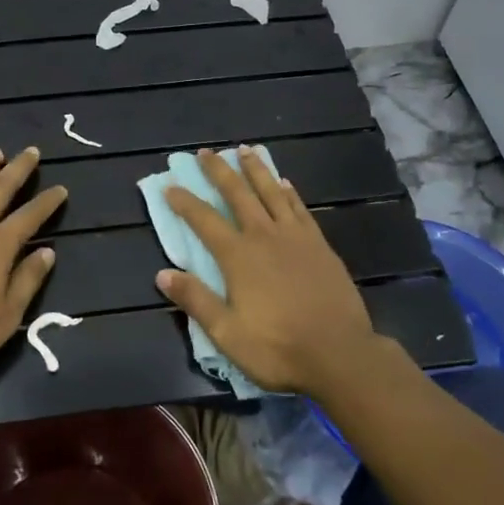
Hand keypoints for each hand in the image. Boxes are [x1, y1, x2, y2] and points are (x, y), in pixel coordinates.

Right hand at [155, 149, 381, 396]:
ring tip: (244, 150)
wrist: (341, 354)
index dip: (184, 202)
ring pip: (271, 192)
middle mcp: (264, 236)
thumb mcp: (227, 333)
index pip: (204, 220)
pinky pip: (300, 208)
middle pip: (237, 194)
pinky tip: (284, 182)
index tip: (170, 185)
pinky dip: (289, 192)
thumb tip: (162, 274)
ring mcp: (295, 237)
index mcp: (238, 257)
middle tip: (206, 151)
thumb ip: (195, 300)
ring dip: (256, 170)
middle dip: (219, 171)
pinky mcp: (319, 244)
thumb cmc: (278, 348)